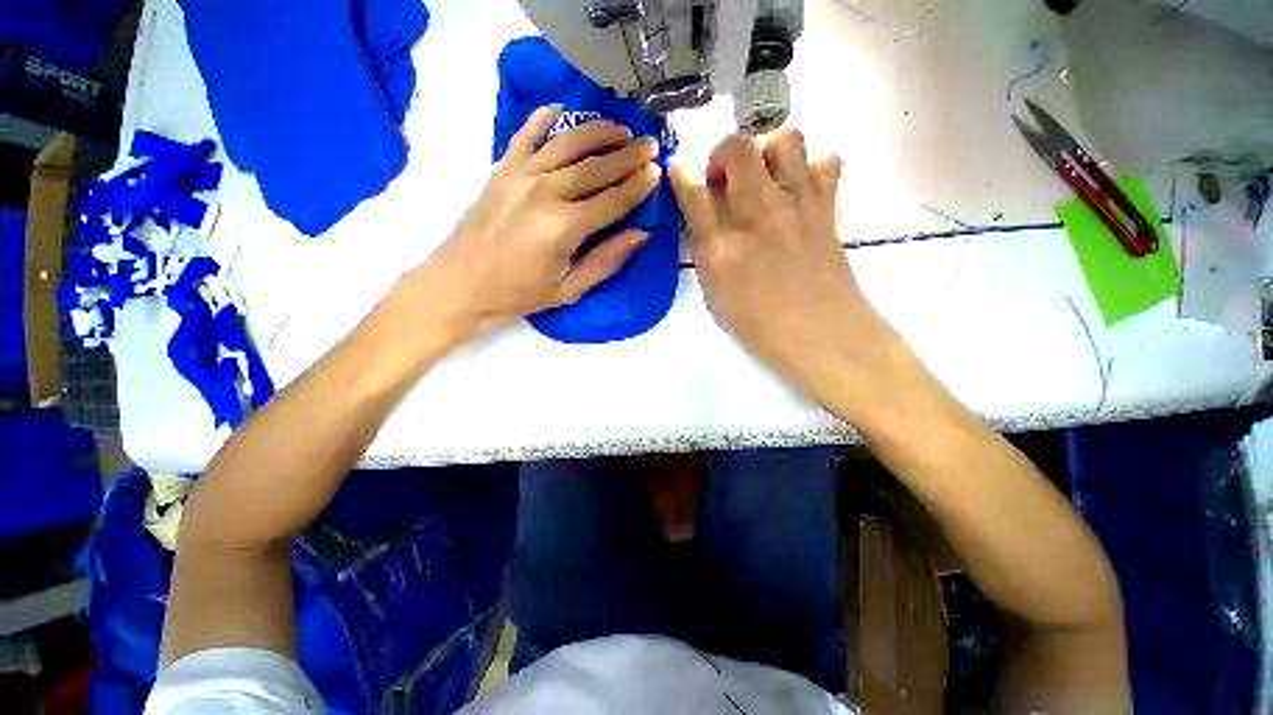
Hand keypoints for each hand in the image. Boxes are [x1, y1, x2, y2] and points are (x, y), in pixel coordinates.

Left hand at [407, 104, 661, 344]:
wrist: (460, 285)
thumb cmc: (518, 294)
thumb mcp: (569, 289)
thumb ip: (606, 261)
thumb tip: (640, 235)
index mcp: (565, 227)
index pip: (613, 200)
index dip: (638, 186)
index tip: (657, 172)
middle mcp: (545, 192)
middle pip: (596, 167)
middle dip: (628, 155)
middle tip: (650, 145)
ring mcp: (520, 175)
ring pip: (568, 143)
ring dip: (598, 132)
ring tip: (621, 129)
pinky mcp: (501, 170)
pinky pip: (526, 135)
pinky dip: (544, 119)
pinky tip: (561, 110)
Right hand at [669, 129, 897, 402]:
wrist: (821, 335)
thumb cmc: (760, 325)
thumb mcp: (715, 297)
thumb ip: (706, 254)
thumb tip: (705, 224)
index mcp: (721, 245)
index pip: (692, 194)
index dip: (681, 175)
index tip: (678, 168)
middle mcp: (757, 213)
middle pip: (737, 147)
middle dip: (723, 152)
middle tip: (725, 178)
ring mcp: (797, 204)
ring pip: (787, 138)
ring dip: (769, 151)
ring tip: (765, 178)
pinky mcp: (825, 207)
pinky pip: (826, 161)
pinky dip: (811, 168)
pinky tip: (800, 192)